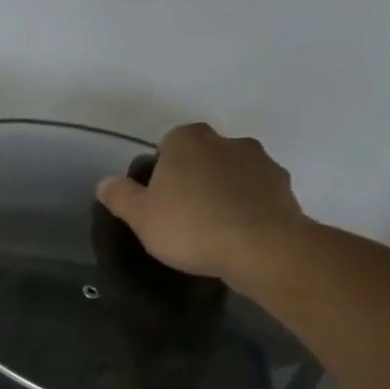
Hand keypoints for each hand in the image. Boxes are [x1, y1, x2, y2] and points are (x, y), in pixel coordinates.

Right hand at [97, 123, 306, 288]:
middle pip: (201, 156)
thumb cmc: (190, 226)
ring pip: (230, 172)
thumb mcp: (140, 216)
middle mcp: (227, 140)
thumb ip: (120, 196)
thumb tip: (106, 183)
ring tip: (210, 227)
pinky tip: (235, 232)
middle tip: (180, 213)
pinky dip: (245, 205)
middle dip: (192, 177)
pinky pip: (255, 192)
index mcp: (188, 140)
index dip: (160, 171)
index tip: (157, 199)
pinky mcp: (284, 186)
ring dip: (221, 190)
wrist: (261, 248)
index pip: (167, 144)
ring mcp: (261, 161)